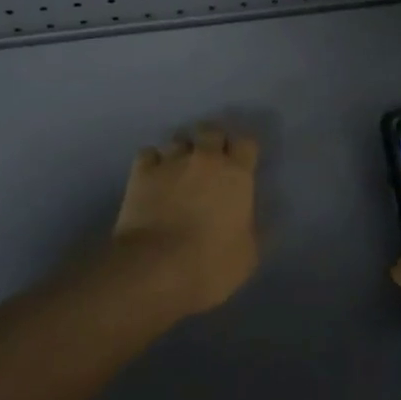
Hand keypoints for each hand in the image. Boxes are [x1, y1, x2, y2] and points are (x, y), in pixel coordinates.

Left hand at [113, 123, 260, 314]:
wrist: (154, 268)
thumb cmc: (210, 265)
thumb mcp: (248, 256)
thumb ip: (255, 230)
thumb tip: (258, 218)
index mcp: (236, 174)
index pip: (247, 143)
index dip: (243, 152)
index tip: (241, 166)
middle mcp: (205, 158)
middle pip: (211, 131)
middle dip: (212, 142)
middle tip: (210, 162)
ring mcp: (171, 161)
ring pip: (179, 139)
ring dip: (182, 151)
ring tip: (179, 169)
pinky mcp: (142, 171)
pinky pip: (149, 153)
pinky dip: (152, 162)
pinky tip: (153, 176)